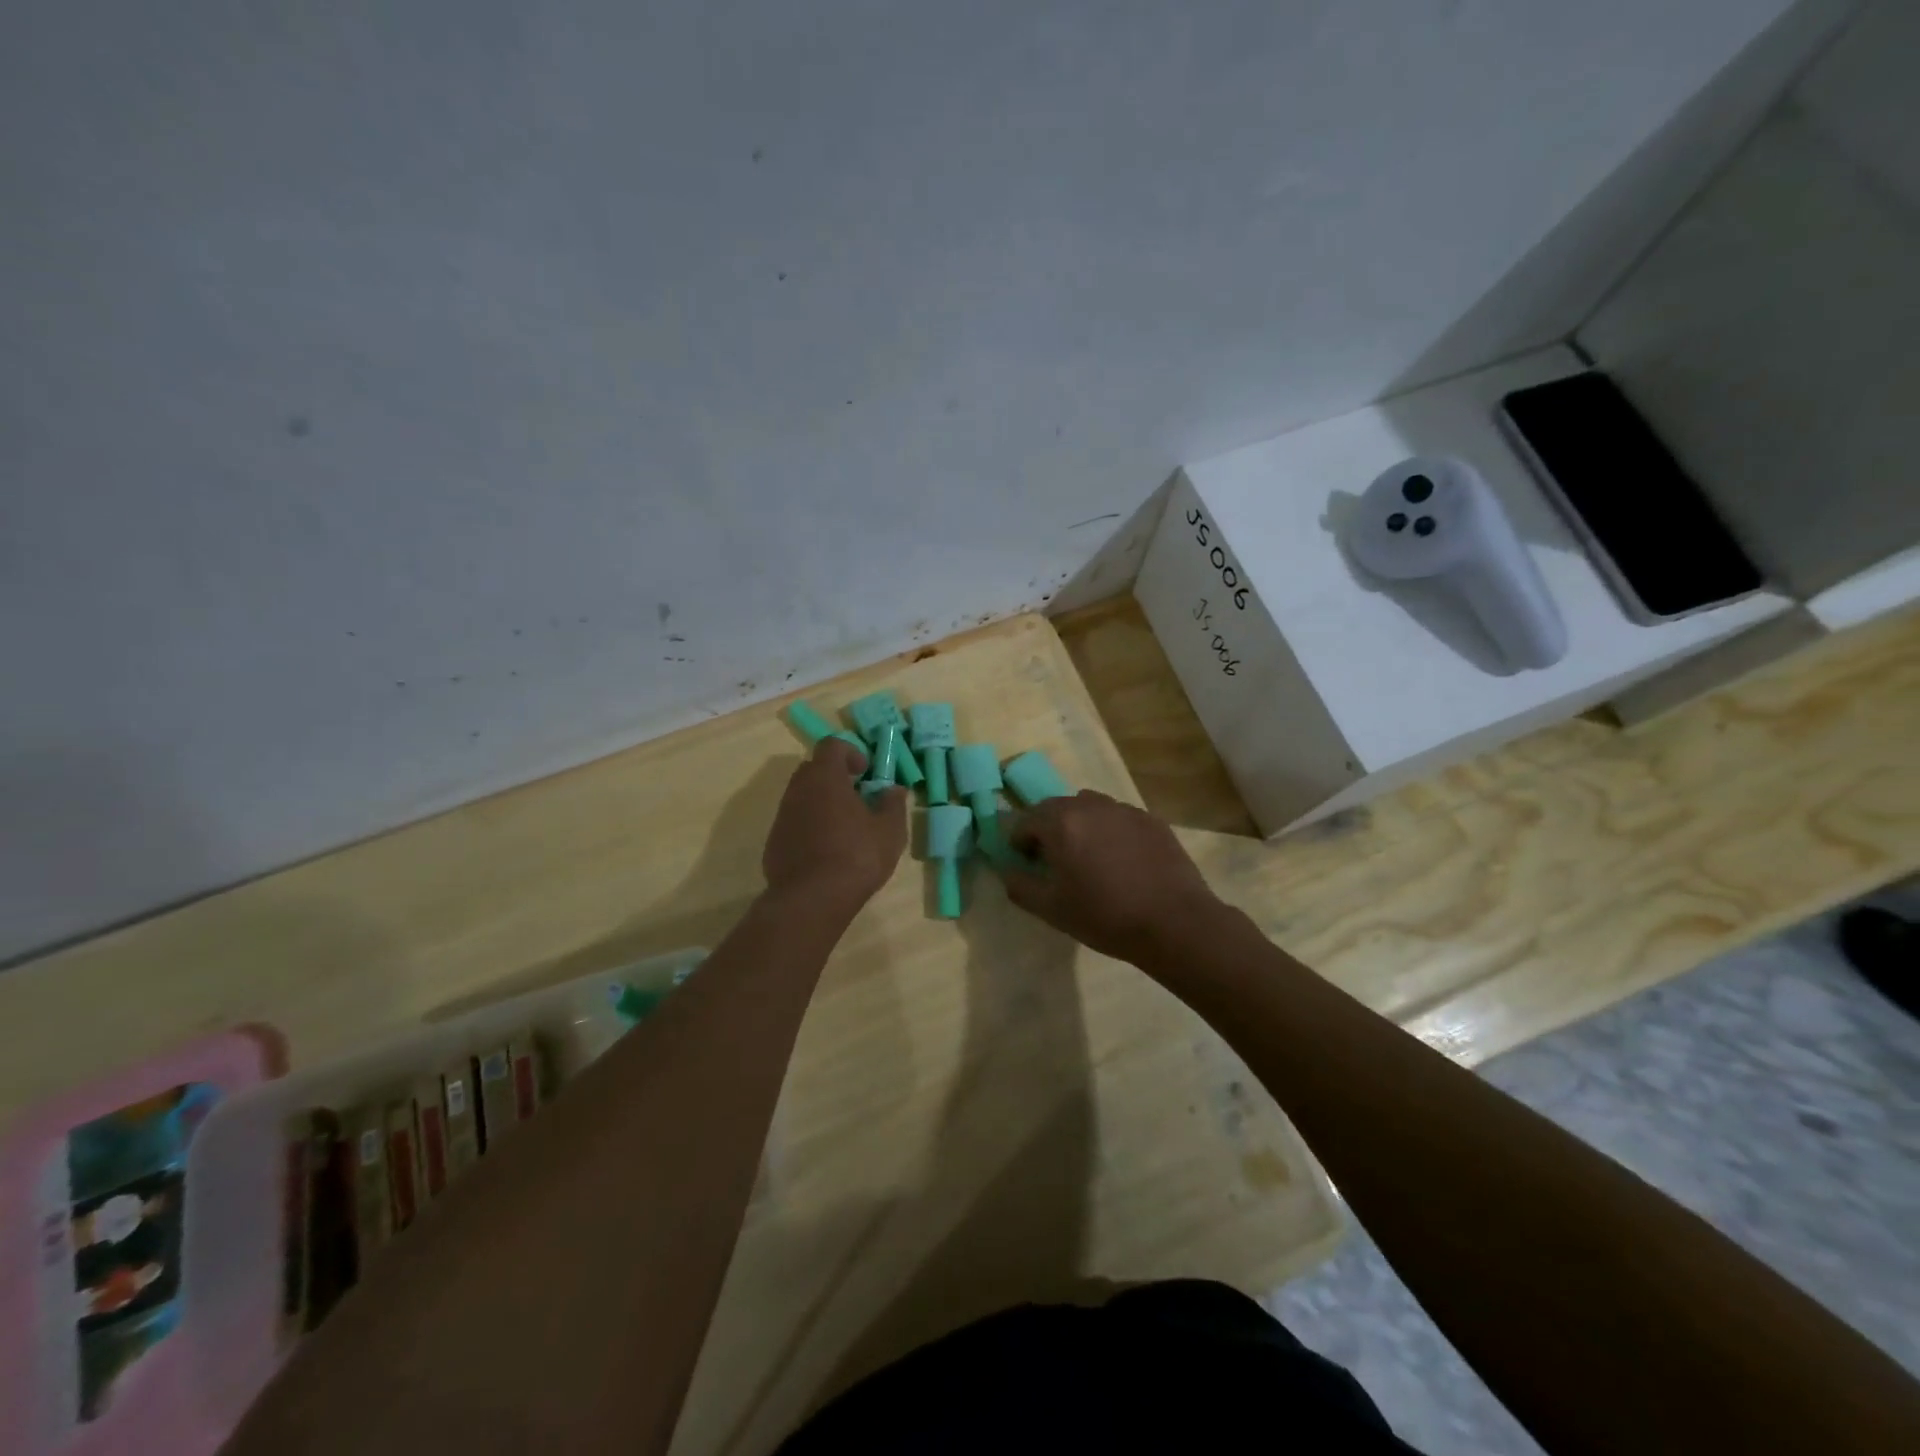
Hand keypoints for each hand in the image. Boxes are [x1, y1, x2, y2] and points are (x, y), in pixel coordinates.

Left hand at [762, 739, 907, 910]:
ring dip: (822, 802)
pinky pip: (794, 822)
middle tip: (858, 797)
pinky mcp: (774, 842)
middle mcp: (798, 790)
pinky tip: (827, 851)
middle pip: (814, 769)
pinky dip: (810, 826)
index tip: (866, 772)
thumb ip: (893, 803)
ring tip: (845, 827)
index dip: (851, 752)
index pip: (832, 746)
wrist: (812, 899)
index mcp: (825, 778)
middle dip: (835, 777)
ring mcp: (782, 816)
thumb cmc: (856, 856)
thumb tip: (893, 789)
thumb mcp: (890, 830)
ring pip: (802, 796)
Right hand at [1003, 791, 1223, 962]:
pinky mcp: (1151, 820)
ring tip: (1088, 857)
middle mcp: (1091, 805)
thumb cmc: (1105, 916)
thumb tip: (1008, 871)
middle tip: (1054, 860)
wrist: (1174, 922)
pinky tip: (1121, 861)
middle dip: (1048, 829)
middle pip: (1057, 808)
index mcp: (1061, 823)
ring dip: (1080, 825)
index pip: (1026, 820)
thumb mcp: (1052, 909)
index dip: (1020, 841)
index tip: (1026, 862)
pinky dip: (1110, 831)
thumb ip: (1020, 886)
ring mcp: (1124, 810)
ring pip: (1090, 807)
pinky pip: (1119, 818)